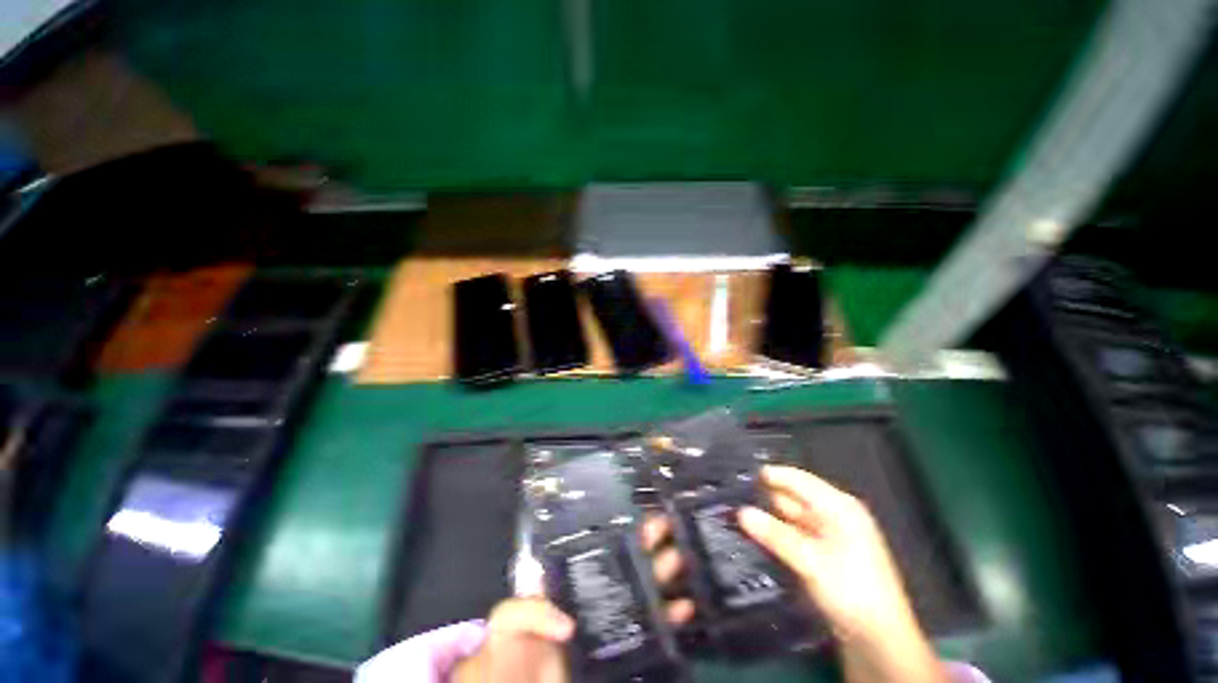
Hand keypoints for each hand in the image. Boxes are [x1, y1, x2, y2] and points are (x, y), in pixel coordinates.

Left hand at [453, 516, 693, 682]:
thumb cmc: (514, 652)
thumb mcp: (510, 622)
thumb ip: (529, 610)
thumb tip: (567, 624)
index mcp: (573, 578)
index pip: (600, 546)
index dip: (620, 529)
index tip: (640, 513)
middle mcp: (597, 591)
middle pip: (627, 560)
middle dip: (648, 541)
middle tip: (669, 524)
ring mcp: (612, 617)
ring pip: (644, 587)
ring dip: (663, 571)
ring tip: (680, 555)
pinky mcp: (623, 644)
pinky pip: (653, 627)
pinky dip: (670, 616)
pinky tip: (684, 606)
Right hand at [739, 465, 945, 682]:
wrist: (879, 640)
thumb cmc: (851, 591)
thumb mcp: (811, 562)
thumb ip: (775, 535)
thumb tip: (741, 512)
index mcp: (839, 507)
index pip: (798, 479)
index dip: (771, 475)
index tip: (739, 473)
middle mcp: (835, 515)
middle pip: (794, 496)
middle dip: (765, 495)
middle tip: (732, 494)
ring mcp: (830, 535)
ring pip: (792, 516)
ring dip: (769, 515)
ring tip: (737, 511)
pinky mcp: (824, 553)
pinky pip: (795, 534)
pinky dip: (778, 532)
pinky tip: (757, 533)